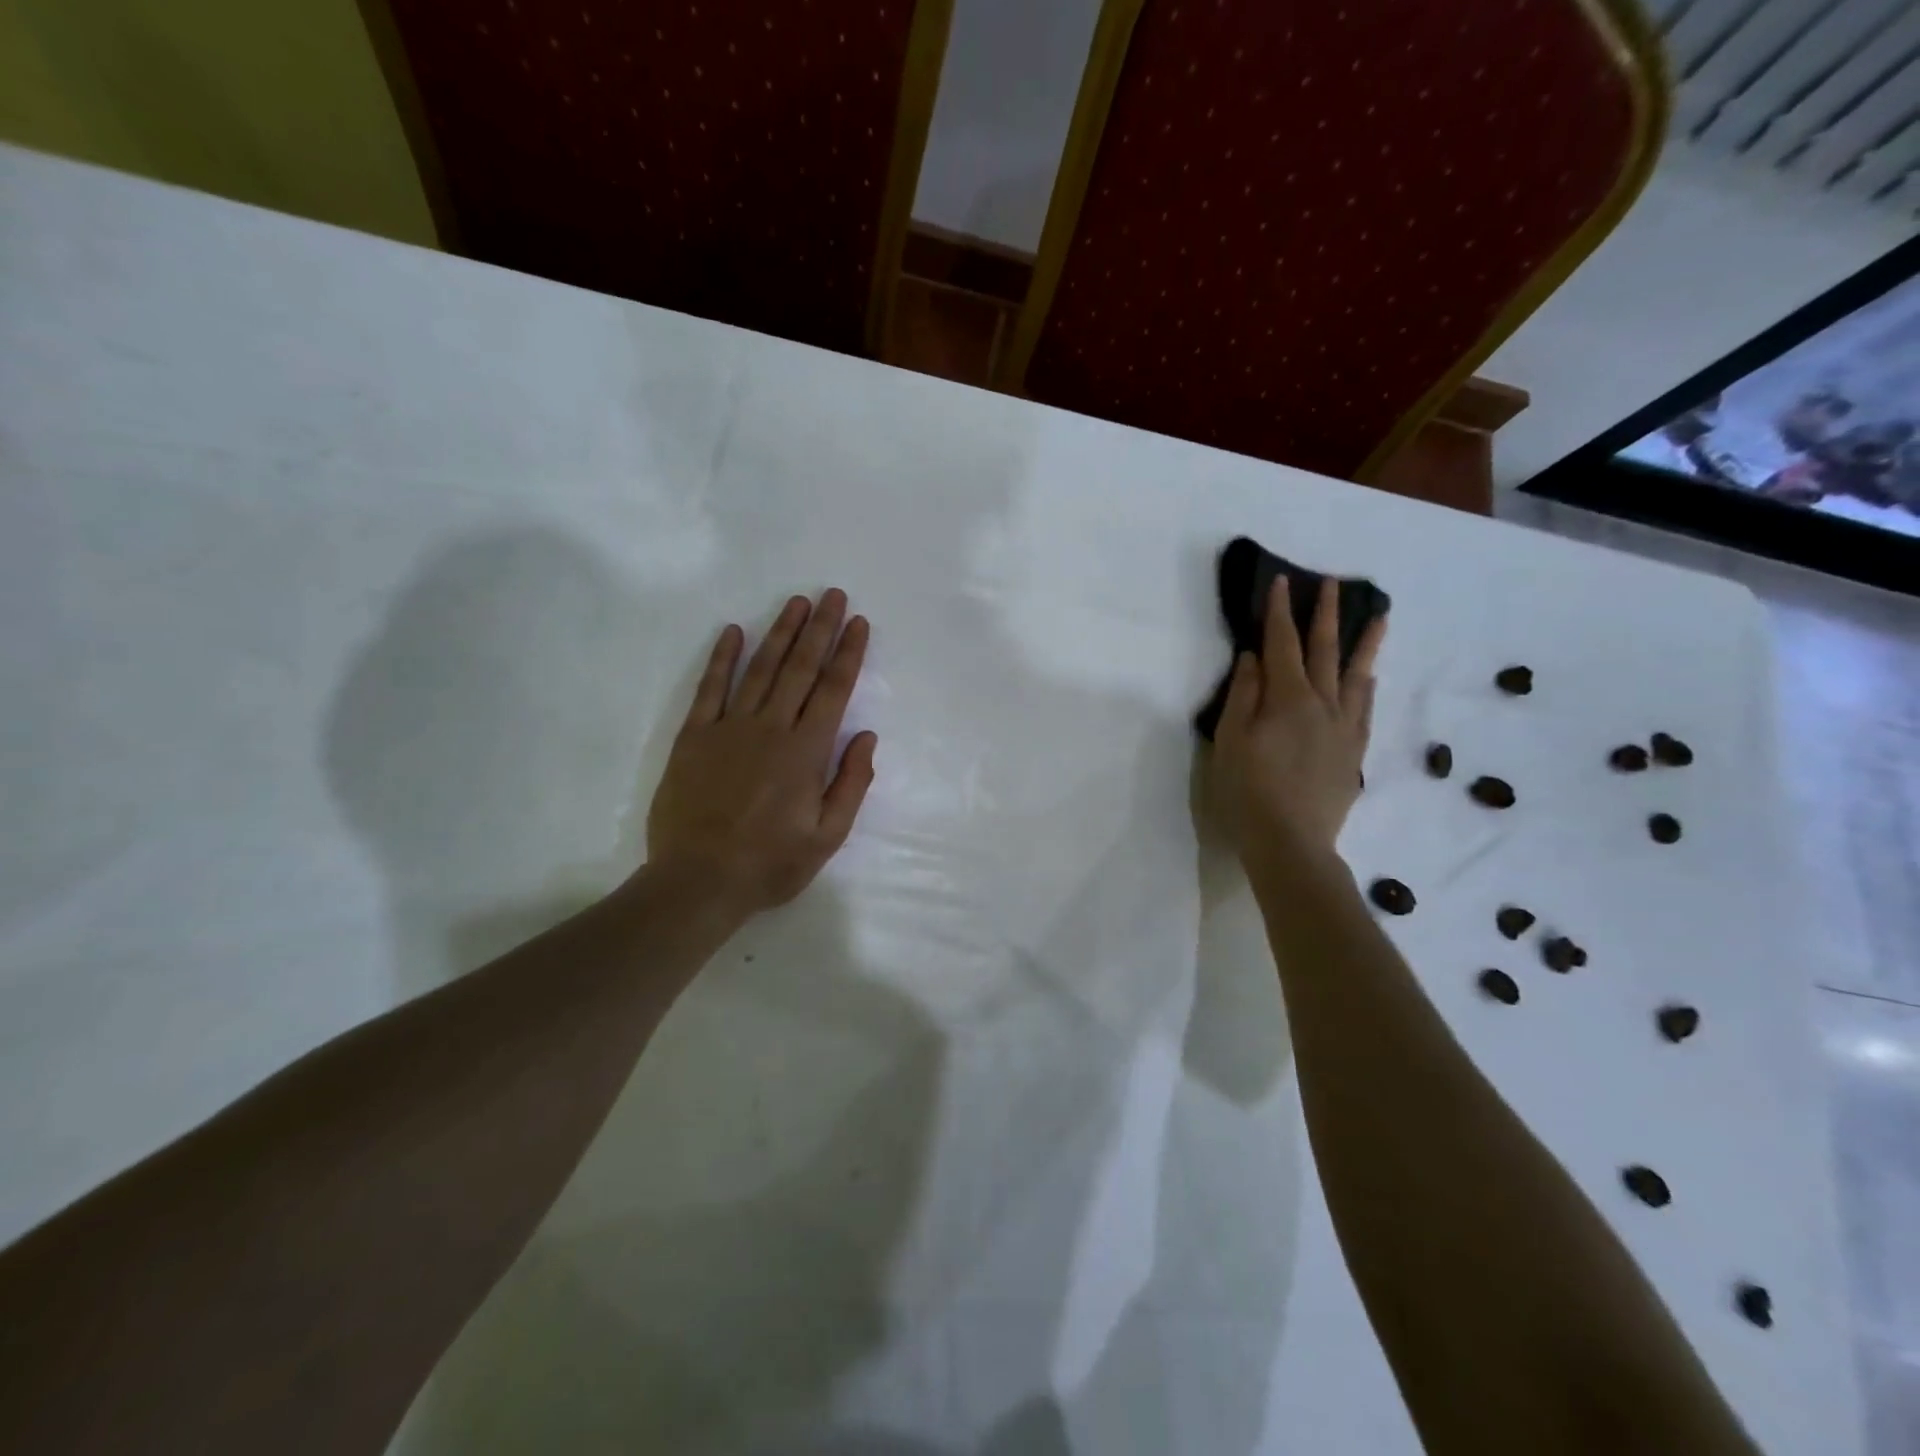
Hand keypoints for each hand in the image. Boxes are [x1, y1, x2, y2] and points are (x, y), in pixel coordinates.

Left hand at [645, 590, 877, 918]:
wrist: (698, 881)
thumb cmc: (770, 864)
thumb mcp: (827, 837)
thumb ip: (851, 784)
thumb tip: (867, 737)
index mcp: (806, 752)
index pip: (833, 690)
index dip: (848, 653)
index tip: (859, 623)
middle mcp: (770, 728)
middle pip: (800, 668)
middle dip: (820, 629)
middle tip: (833, 595)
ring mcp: (728, 728)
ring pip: (760, 669)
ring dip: (780, 632)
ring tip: (796, 602)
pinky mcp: (694, 737)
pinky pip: (710, 689)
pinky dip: (722, 659)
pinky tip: (733, 632)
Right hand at [1208, 576, 1386, 863]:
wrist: (1292, 842)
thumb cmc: (1248, 791)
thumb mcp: (1231, 740)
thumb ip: (1243, 695)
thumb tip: (1253, 656)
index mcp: (1288, 699)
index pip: (1283, 644)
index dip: (1280, 612)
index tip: (1283, 581)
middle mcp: (1323, 704)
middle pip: (1325, 651)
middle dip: (1326, 614)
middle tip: (1333, 584)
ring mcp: (1344, 727)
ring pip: (1357, 675)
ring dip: (1364, 642)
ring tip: (1379, 616)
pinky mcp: (1354, 751)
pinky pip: (1365, 707)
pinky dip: (1367, 684)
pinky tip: (1369, 676)